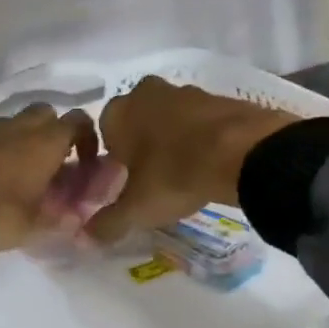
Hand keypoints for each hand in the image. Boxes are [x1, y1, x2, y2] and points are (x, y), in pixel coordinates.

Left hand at [0, 104, 101, 270]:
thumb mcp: (32, 228)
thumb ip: (60, 220)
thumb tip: (77, 217)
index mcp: (42, 142)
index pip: (78, 122)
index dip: (87, 139)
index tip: (84, 164)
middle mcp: (14, 127)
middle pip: (43, 114)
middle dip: (51, 133)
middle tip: (50, 167)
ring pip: (10, 125)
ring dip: (18, 143)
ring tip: (15, 179)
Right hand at [86, 78, 298, 243]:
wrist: (242, 152)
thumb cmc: (174, 175)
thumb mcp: (137, 208)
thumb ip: (108, 222)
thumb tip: (86, 236)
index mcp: (119, 112)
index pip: (102, 132)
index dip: (112, 159)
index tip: (125, 181)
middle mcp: (147, 93)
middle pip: (137, 121)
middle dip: (142, 144)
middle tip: (153, 176)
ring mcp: (185, 91)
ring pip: (169, 117)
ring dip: (172, 138)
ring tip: (183, 171)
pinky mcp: (219, 97)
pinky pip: (200, 119)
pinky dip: (201, 136)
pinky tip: (210, 161)